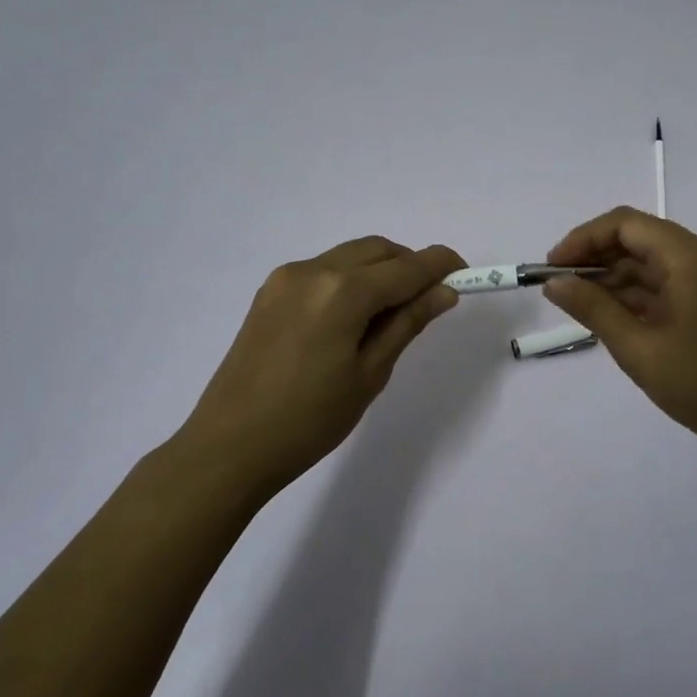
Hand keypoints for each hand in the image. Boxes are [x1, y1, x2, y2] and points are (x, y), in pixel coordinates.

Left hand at [171, 237, 464, 495]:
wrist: (229, 446)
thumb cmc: (310, 419)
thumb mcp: (370, 373)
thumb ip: (407, 323)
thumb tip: (444, 292)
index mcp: (342, 291)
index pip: (406, 267)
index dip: (441, 265)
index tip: (467, 273)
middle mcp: (313, 270)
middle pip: (377, 250)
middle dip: (410, 265)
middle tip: (430, 299)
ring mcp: (286, 278)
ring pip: (349, 256)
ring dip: (379, 271)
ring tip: (392, 313)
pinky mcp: (269, 292)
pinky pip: (323, 270)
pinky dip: (350, 280)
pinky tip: (354, 317)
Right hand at [543, 208, 696, 463]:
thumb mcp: (638, 349)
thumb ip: (593, 309)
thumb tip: (554, 283)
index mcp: (692, 257)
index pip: (627, 224)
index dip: (584, 239)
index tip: (552, 266)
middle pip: (640, 238)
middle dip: (596, 257)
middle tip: (560, 285)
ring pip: (653, 261)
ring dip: (615, 277)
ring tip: (577, 302)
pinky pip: (668, 282)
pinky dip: (637, 293)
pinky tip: (609, 312)